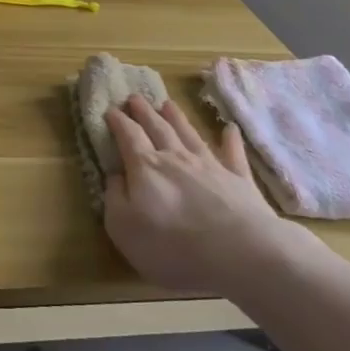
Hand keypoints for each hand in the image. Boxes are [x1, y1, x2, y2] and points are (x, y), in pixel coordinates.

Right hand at [102, 95, 300, 295]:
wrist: (239, 252)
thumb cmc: (172, 246)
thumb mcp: (124, 228)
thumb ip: (114, 198)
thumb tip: (114, 176)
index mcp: (145, 167)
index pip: (128, 136)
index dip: (118, 122)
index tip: (110, 110)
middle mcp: (176, 157)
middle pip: (157, 128)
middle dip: (144, 112)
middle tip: (135, 97)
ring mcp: (210, 165)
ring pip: (189, 134)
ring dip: (177, 117)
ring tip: (167, 103)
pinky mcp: (239, 180)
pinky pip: (233, 154)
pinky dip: (231, 141)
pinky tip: (231, 129)